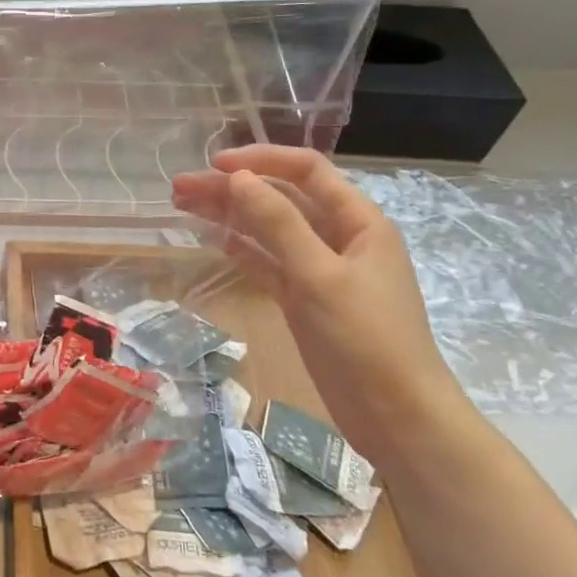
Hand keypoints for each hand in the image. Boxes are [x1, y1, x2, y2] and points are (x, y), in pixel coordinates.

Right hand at [171, 147, 464, 468]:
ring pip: (267, 230)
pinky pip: (266, 262)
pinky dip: (239, 248)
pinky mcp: (303, 299)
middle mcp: (338, 238)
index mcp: (358, 221)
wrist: (396, 417)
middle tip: (179, 187)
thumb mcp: (320, 276)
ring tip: (181, 205)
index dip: (262, 160)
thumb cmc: (367, 339)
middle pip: (280, 199)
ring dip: (228, 215)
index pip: (307, 171)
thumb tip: (239, 178)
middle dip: (232, 188)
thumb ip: (278, 224)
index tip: (215, 164)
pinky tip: (210, 238)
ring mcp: (319, 270)